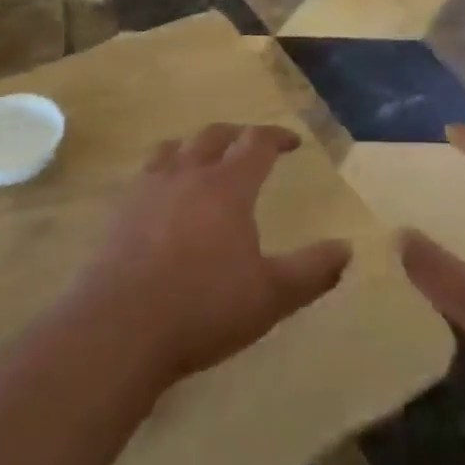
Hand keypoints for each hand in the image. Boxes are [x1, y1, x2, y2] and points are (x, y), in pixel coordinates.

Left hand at [70, 124, 351, 391]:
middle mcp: (187, 175)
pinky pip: (144, 173)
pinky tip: (162, 195)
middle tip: (251, 144)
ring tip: (204, 158)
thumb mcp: (270, 296)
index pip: (256, 142)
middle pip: (214, 135)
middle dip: (238, 134)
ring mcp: (147, 189)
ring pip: (174, 147)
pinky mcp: (118, 211)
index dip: (277, 137)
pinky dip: (163, 170)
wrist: (118, 330)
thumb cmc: (203, 308)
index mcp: (227, 186)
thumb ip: (312, 271)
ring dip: (195, 145)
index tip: (292, 142)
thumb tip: (346, 248)